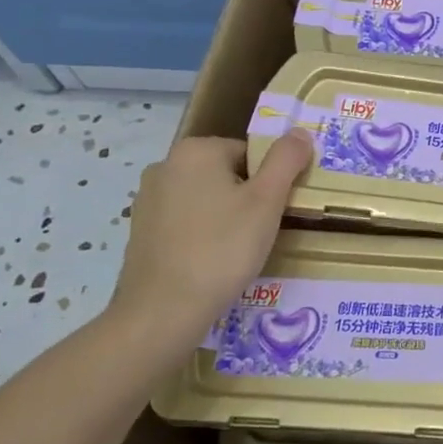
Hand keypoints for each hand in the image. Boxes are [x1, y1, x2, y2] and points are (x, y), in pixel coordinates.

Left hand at [105, 132, 312, 367]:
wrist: (163, 312)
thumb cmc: (222, 249)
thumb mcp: (267, 200)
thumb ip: (286, 160)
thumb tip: (301, 131)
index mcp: (196, 150)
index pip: (251, 153)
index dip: (271, 182)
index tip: (276, 211)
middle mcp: (165, 166)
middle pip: (228, 173)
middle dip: (249, 198)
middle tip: (263, 232)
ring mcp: (148, 200)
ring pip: (207, 198)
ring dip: (227, 217)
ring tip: (240, 251)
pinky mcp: (141, 232)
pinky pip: (187, 222)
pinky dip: (204, 235)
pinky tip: (214, 262)